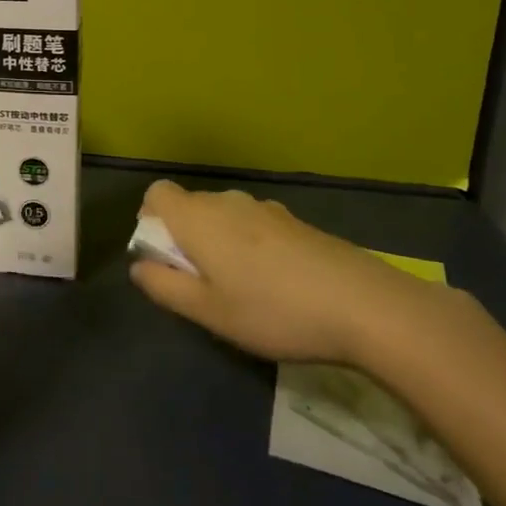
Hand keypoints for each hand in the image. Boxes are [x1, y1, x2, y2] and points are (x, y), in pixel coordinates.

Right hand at [129, 180, 443, 365]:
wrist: (366, 305)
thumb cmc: (274, 310)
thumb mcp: (209, 312)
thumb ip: (165, 286)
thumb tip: (139, 267)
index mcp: (198, 217)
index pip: (157, 193)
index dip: (150, 219)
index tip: (164, 256)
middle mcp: (228, 202)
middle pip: (190, 205)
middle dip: (185, 237)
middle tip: (201, 284)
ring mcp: (267, 210)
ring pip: (225, 217)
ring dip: (220, 243)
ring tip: (241, 290)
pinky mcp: (297, 224)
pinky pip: (256, 226)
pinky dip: (251, 247)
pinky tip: (277, 287)